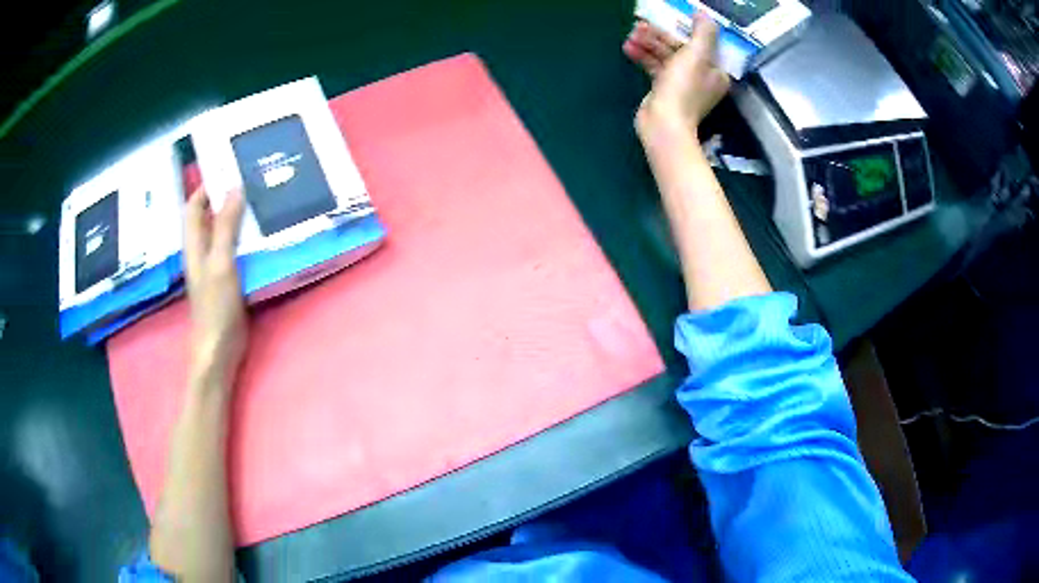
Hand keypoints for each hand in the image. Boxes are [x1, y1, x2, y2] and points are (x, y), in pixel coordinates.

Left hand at [183, 187, 247, 390]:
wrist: (220, 349)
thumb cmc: (216, 307)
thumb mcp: (221, 262)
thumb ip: (226, 226)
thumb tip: (234, 187)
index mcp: (194, 244)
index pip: (194, 206)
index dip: (206, 186)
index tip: (228, 168)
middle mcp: (202, 251)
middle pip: (209, 216)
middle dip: (225, 196)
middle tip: (250, 180)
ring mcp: (215, 266)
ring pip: (224, 231)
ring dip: (238, 216)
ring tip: (260, 199)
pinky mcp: (228, 279)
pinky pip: (235, 249)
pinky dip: (246, 236)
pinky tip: (262, 233)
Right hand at [628, 14, 730, 139]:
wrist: (664, 123)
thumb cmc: (684, 88)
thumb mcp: (697, 54)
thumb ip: (703, 31)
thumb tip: (703, 14)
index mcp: (715, 71)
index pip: (701, 43)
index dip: (683, 28)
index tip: (666, 17)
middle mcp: (701, 77)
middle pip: (681, 48)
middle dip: (660, 35)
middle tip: (640, 25)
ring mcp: (682, 84)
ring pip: (665, 56)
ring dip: (648, 44)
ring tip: (631, 35)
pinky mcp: (664, 90)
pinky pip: (655, 66)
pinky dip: (643, 56)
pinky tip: (628, 48)